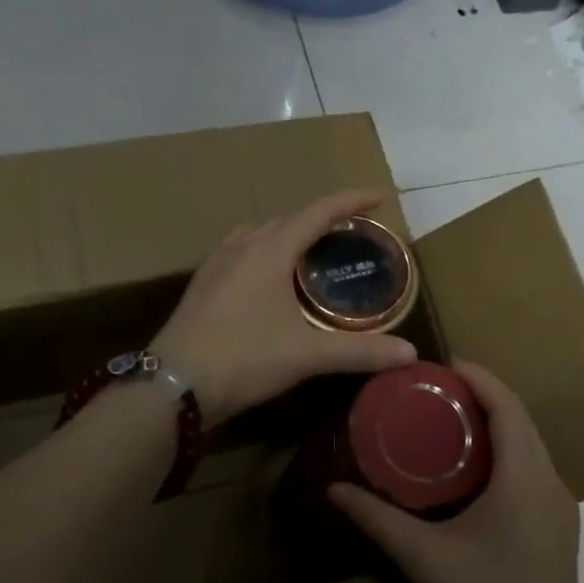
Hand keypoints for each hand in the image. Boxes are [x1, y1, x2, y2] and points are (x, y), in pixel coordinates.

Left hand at [154, 190, 417, 424]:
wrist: (173, 384)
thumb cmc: (244, 360)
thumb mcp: (307, 355)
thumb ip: (361, 352)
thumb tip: (410, 352)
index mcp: (271, 250)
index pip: (320, 211)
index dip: (353, 201)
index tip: (381, 198)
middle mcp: (242, 245)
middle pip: (290, 218)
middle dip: (323, 219)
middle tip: (350, 234)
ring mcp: (217, 262)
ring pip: (260, 231)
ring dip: (289, 233)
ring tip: (310, 251)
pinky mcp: (202, 282)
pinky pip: (240, 249)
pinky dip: (264, 250)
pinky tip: (267, 278)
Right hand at [329, 361, 583, 582]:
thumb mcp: (425, 560)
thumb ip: (378, 519)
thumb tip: (335, 488)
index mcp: (526, 477)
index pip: (507, 405)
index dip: (477, 377)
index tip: (438, 365)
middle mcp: (550, 483)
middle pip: (518, 421)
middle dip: (479, 397)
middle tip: (429, 392)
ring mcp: (558, 510)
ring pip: (526, 447)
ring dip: (490, 427)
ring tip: (441, 422)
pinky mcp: (554, 532)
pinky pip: (528, 473)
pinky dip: (499, 456)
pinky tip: (464, 473)